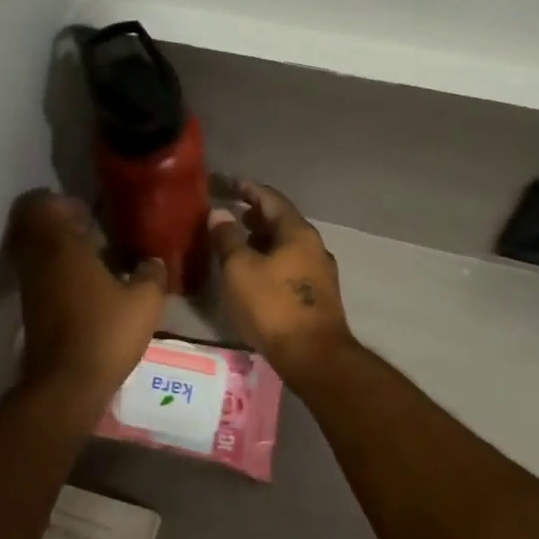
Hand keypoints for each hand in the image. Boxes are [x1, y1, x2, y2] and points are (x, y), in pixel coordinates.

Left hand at [7, 190, 167, 411]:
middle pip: (33, 225)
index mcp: (62, 246)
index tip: (86, 210)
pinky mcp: (30, 307)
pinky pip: (38, 273)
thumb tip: (153, 259)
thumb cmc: (106, 333)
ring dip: (57, 247)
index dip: (60, 202)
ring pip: (35, 250)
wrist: (66, 385)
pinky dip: (55, 270)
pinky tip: (86, 285)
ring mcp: (30, 284)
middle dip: (57, 222)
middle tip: (89, 229)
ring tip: (92, 257)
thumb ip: (152, 273)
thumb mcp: (145, 301)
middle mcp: (38, 259)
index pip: (42, 205)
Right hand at [208, 179, 355, 381]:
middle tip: (230, 212)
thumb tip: (219, 214)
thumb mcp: (240, 269)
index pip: (271, 198)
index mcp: (297, 232)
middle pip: (282, 220)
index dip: (248, 188)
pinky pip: (291, 264)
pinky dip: (271, 258)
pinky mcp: (318, 294)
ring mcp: (320, 271)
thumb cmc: (272, 306)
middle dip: (255, 214)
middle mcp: (314, 246)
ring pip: (287, 244)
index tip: (229, 182)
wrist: (313, 355)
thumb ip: (228, 238)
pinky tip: (255, 271)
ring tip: (237, 241)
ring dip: (262, 238)